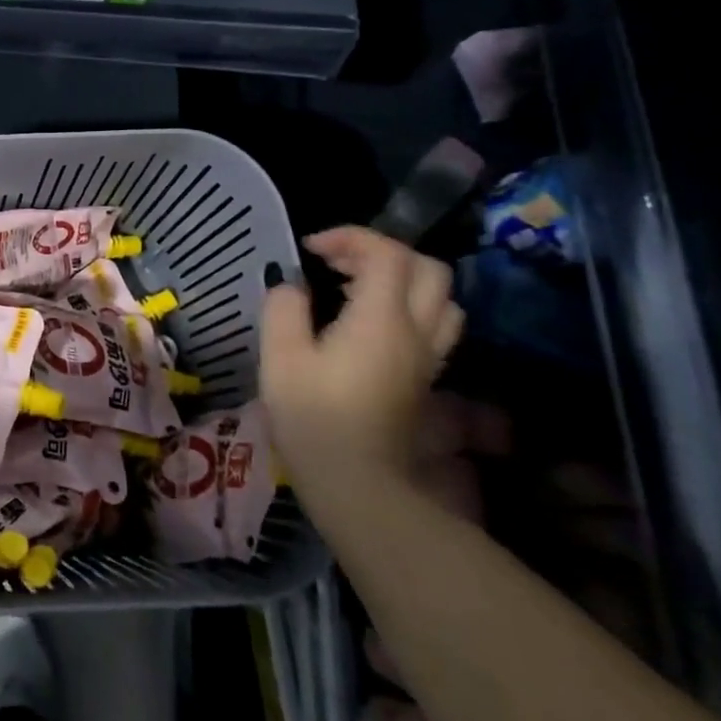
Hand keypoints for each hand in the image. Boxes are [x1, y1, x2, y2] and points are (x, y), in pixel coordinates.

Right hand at [260, 227, 464, 495]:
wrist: (358, 483)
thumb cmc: (313, 418)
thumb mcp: (280, 358)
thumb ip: (284, 309)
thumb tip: (291, 286)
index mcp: (381, 320)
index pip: (387, 254)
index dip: (350, 238)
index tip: (310, 248)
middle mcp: (416, 332)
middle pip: (428, 269)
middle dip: (382, 252)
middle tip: (338, 262)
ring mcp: (428, 358)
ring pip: (441, 298)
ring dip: (401, 279)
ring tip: (356, 286)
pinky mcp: (425, 379)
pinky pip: (434, 324)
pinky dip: (406, 306)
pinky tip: (368, 321)